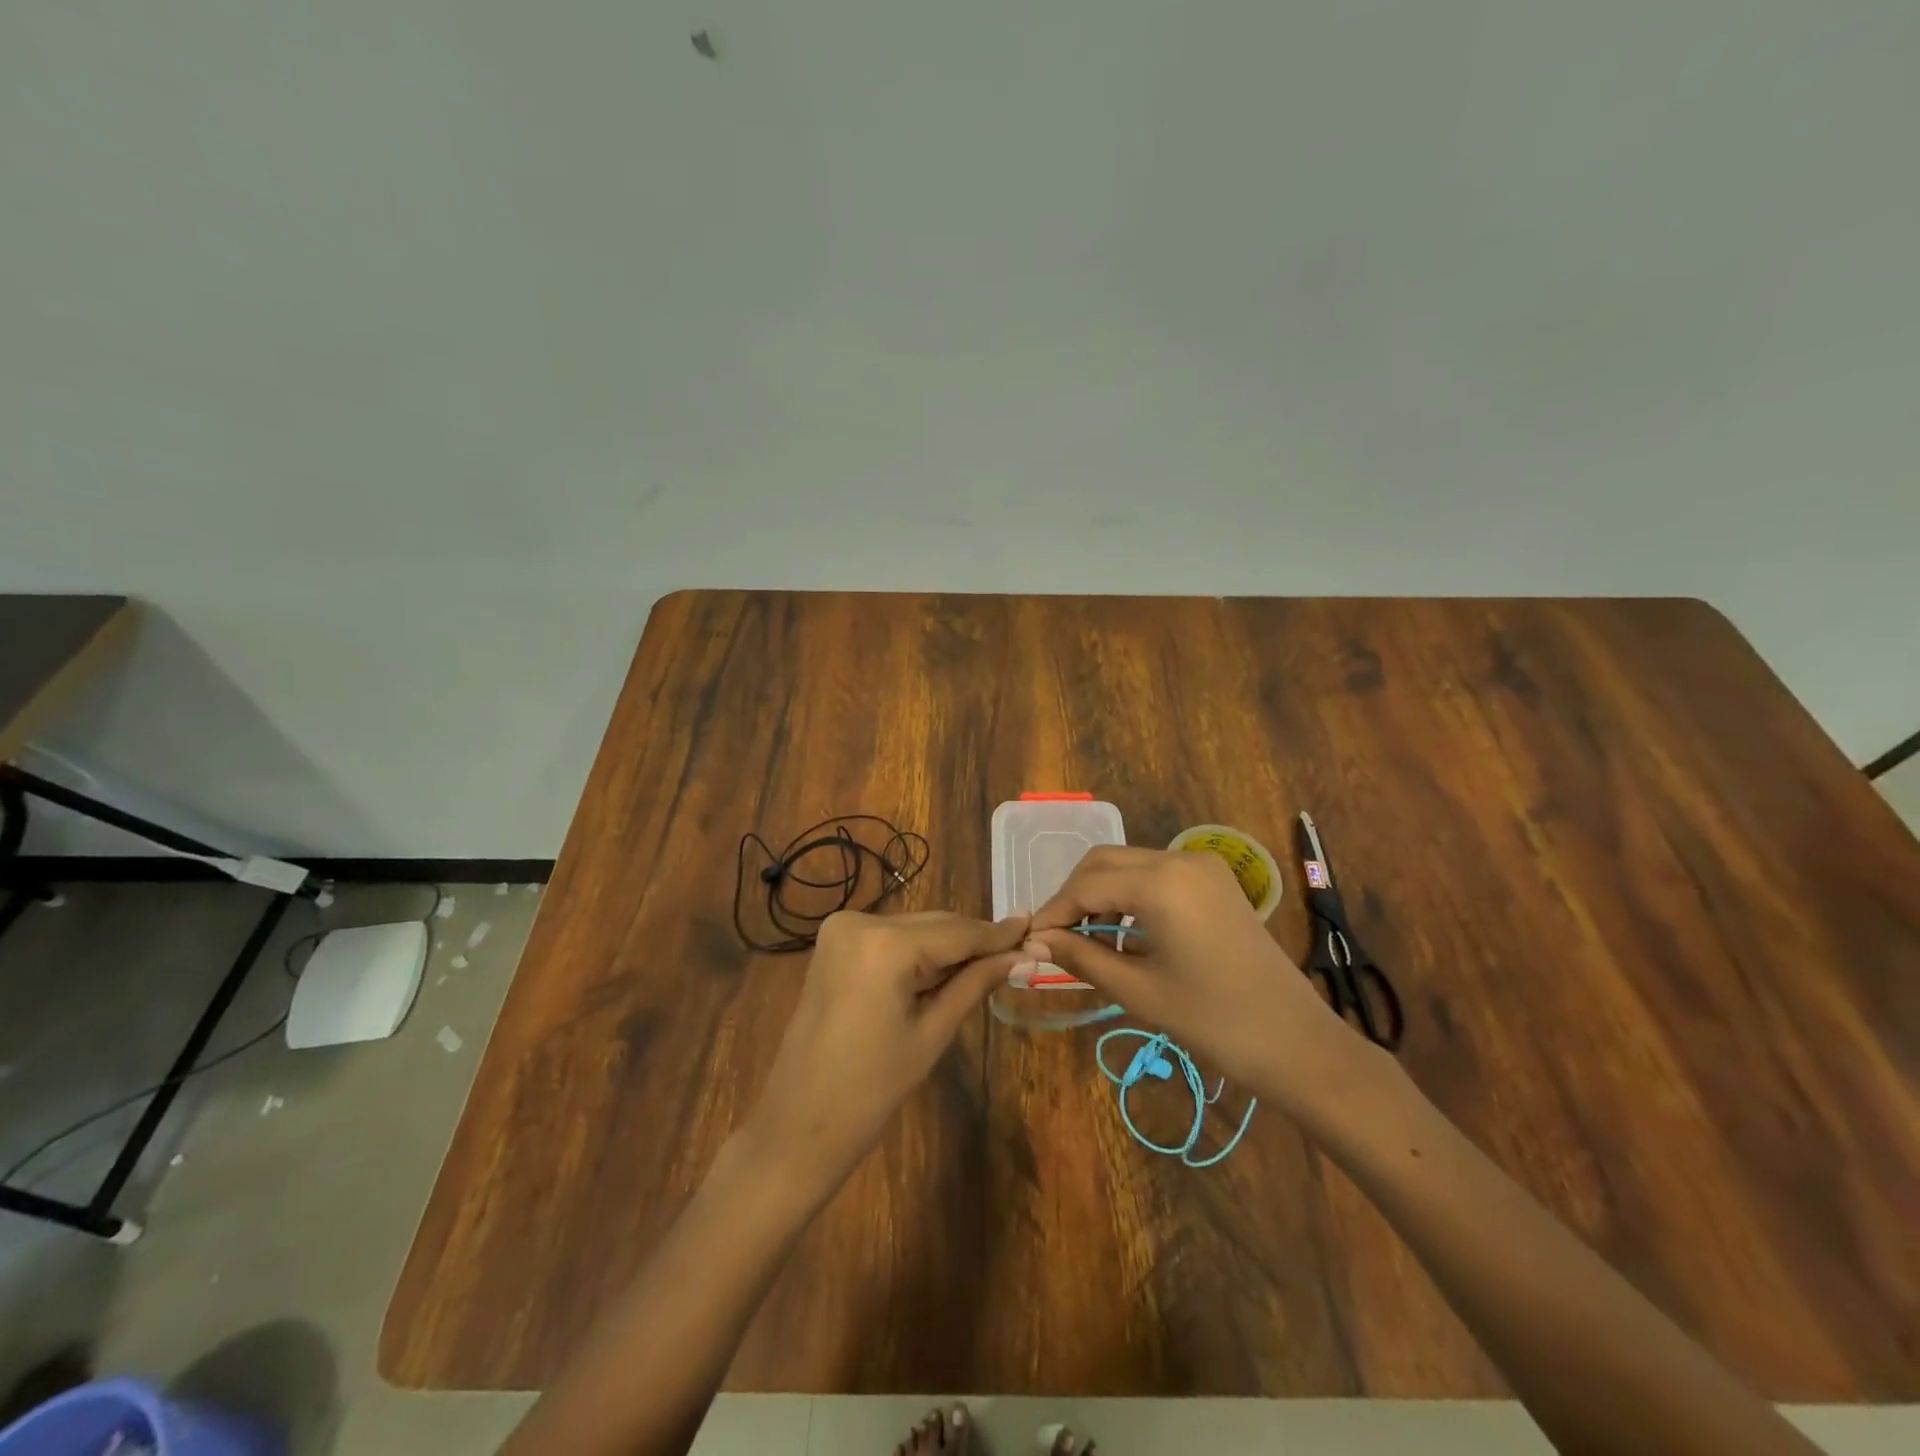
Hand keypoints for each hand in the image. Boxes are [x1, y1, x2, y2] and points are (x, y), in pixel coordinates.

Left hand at [746, 910, 1027, 1187]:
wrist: (797, 1125)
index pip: (957, 932)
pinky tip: (946, 969)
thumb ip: (976, 983)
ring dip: (948, 946)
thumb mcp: (932, 1033)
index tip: (1035, 929)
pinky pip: (890, 938)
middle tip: (1020, 952)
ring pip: (914, 928)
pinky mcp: (833, 943)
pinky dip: (919, 951)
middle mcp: (860, 921)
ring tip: (990, 964)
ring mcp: (841, 929)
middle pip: (935, 924)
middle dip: (975, 940)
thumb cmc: (871, 1091)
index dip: (998, 934)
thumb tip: (1025, 956)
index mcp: (884, 944)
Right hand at [1027, 847, 1361, 1114]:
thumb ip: (1081, 956)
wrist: (1298, 1042)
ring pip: (1130, 863)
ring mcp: (1203, 867)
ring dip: (1101, 891)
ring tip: (1084, 937)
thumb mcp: (1139, 990)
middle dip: (1074, 895)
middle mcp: (1180, 859)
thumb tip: (1035, 941)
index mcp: (1161, 882)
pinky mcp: (1216, 881)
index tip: (1030, 939)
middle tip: (1055, 937)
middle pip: (1105, 861)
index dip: (1054, 911)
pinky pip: (1157, 873)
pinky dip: (1130, 893)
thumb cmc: (1213, 1021)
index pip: (1086, 884)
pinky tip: (1122, 929)